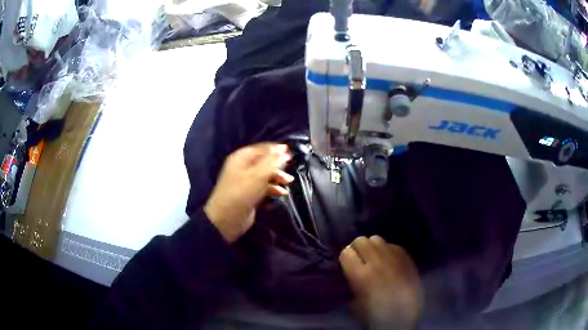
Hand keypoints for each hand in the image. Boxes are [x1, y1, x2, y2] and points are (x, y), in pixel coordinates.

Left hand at [205, 143, 293, 242]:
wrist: (227, 219)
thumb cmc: (241, 193)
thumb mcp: (258, 175)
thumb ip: (272, 161)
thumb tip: (284, 150)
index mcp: (241, 158)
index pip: (261, 148)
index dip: (276, 149)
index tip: (291, 153)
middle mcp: (243, 167)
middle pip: (264, 161)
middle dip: (278, 165)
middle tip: (291, 169)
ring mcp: (246, 182)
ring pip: (265, 175)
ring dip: (278, 177)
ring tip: (289, 182)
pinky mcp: (250, 194)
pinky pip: (264, 187)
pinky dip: (273, 189)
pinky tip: (282, 193)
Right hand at [339, 236, 420, 329]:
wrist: (404, 316)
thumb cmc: (374, 314)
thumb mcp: (353, 302)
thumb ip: (350, 282)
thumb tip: (349, 270)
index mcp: (361, 275)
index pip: (346, 252)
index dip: (345, 258)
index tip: (347, 265)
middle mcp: (377, 262)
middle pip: (361, 240)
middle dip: (357, 249)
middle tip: (360, 260)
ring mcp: (394, 258)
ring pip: (377, 239)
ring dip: (372, 247)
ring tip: (374, 259)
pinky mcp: (406, 257)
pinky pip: (392, 245)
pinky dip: (387, 251)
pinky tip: (388, 262)